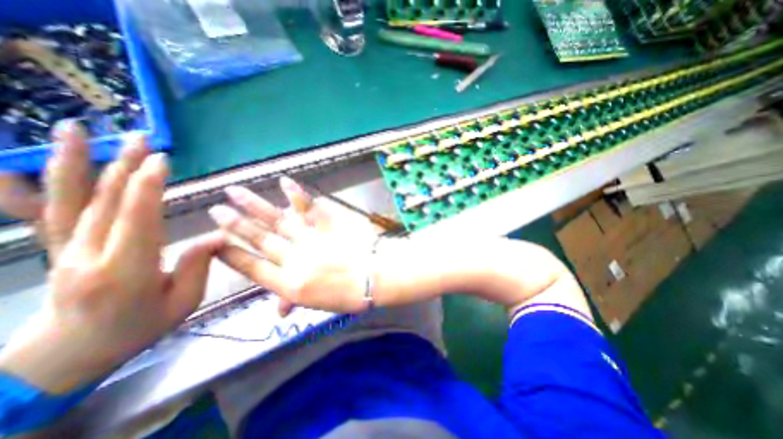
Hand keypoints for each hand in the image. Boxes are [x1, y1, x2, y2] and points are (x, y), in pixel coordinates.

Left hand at [0, 122, 222, 394]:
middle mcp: (88, 257)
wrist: (69, 354)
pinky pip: (43, 213)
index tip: (161, 162)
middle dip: (125, 168)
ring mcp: (63, 251)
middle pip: (106, 205)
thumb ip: (198, 266)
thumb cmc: (139, 327)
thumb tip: (218, 235)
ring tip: (79, 130)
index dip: (147, 190)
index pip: (137, 223)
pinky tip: (20, 163)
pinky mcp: (55, 248)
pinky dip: (34, 185)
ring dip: (77, 164)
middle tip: (143, 139)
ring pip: (71, 202)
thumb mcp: (183, 302)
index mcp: (126, 273)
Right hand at [207, 176, 378, 317]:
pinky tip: (284, 182)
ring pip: (277, 221)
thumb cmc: (348, 295)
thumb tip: (278, 312)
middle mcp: (295, 259)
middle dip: (235, 225)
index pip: (252, 268)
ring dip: (255, 206)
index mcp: (290, 284)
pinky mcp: (328, 226)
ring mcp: (311, 239)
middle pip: (260, 240)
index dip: (232, 255)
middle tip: (216, 210)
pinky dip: (297, 195)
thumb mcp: (318, 304)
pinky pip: (310, 208)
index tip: (214, 243)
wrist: (375, 277)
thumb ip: (294, 302)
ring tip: (234, 192)